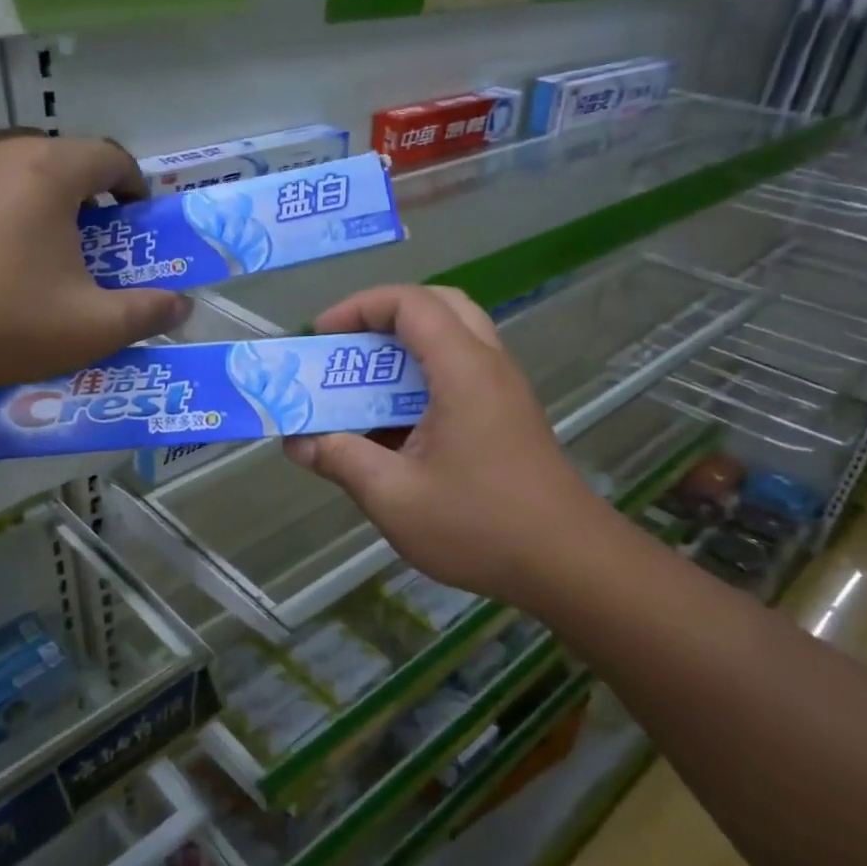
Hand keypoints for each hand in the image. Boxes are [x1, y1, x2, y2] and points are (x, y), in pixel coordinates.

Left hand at [0, 130, 189, 420]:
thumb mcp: (93, 327)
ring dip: (39, 199)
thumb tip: (182, 306)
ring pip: (13, 168)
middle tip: (94, 241)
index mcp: (48, 170)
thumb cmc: (3, 323)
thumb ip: (148, 313)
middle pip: (61, 157)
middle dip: (87, 194)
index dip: (135, 186)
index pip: (110, 155)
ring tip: (42, 247)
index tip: (139, 220)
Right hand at [283, 285, 611, 612]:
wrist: (568, 563)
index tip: (321, 337)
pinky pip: (462, 374)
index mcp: (463, 369)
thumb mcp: (394, 497)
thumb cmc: (479, 525)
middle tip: (348, 350)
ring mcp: (504, 390)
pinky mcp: (510, 417)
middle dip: (384, 317)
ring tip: (364, 387)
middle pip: (438, 307)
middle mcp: (489, 365)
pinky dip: (424, 380)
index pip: (410, 302)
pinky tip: (398, 427)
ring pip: (453, 339)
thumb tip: (298, 443)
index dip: (358, 307)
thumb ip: (341, 460)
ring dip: (405, 351)